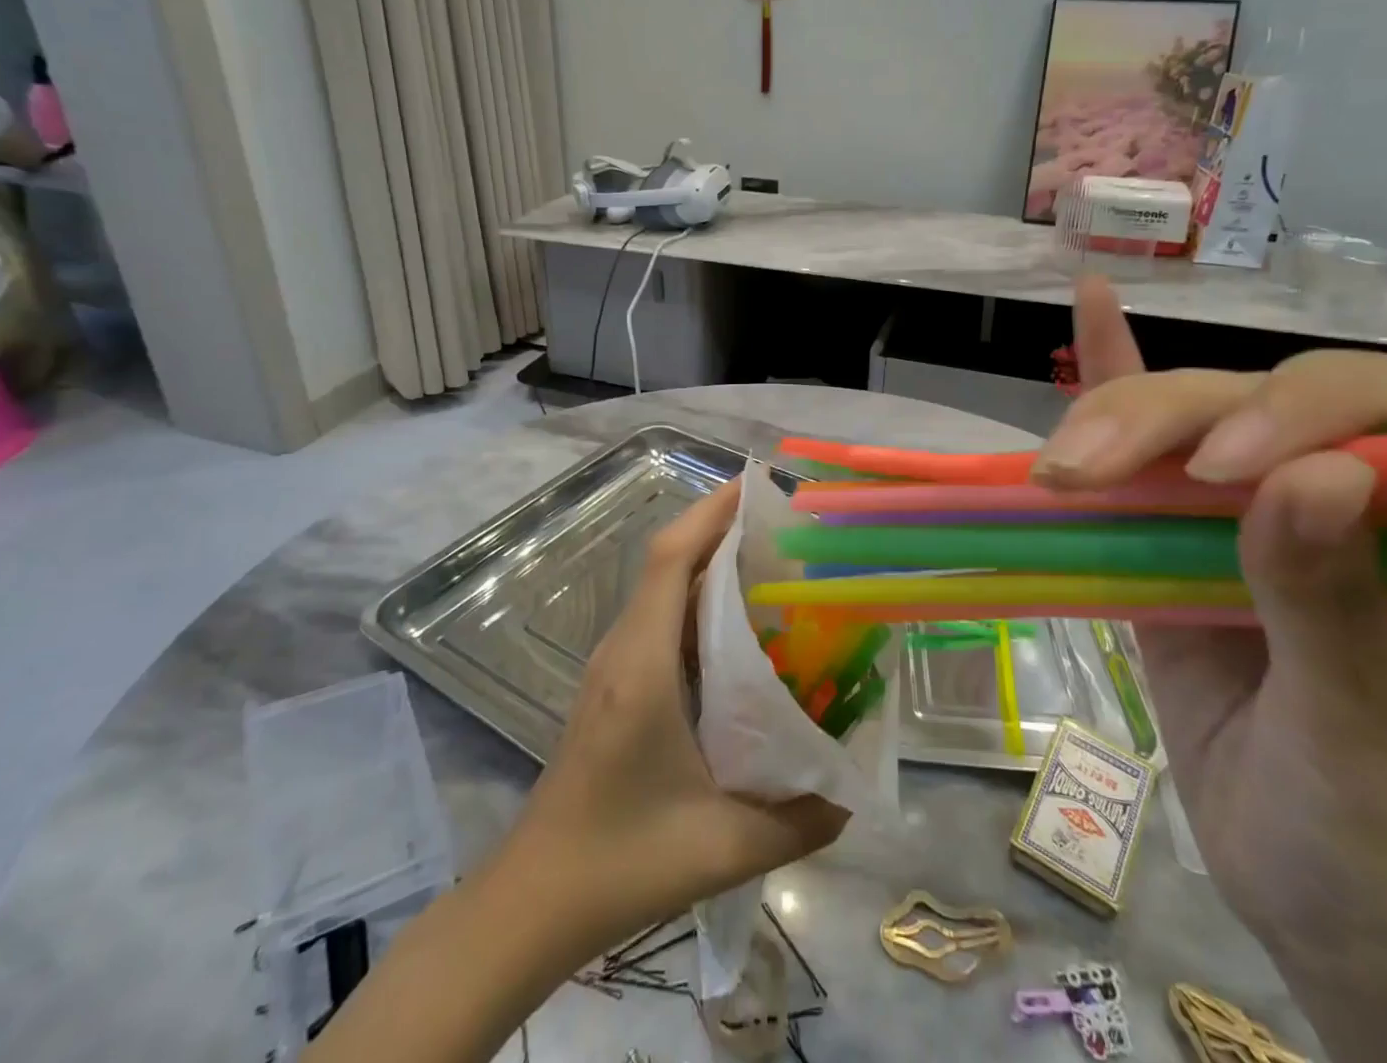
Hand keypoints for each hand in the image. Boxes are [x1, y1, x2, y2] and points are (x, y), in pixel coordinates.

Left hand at [306, 483, 845, 1062]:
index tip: (757, 486)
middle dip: (721, 529)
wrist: (534, 900)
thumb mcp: (723, 847)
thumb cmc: (622, 862)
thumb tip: (852, 796)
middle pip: (670, 562)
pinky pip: (661, 620)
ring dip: (710, 564)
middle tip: (785, 525)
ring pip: (664, 589)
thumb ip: (799, 821)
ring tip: (772, 563)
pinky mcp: (614, 684)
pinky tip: (739, 630)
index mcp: (644, 664)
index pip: (672, 558)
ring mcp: (614, 664)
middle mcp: (625, 648)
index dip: (711, 511)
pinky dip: (699, 602)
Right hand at [1034, 279, 1386, 1062]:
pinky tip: (1090, 303)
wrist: (1333, 918)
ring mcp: (1255, 515)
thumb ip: (1335, 606)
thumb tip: (1317, 474)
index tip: (1223, 475)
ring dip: (1114, 420)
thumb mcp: (1369, 742)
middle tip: (1082, 473)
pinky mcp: (1178, 538)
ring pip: (1184, 423)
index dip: (1314, 409)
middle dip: (1166, 422)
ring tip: (1056, 468)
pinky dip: (1113, 379)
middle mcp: (1355, 502)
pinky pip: (1146, 453)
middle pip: (1259, 405)